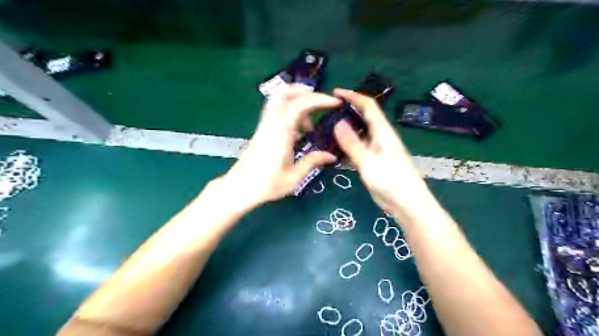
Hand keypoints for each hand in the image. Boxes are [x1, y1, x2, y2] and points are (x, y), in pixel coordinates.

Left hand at [219, 86, 340, 207]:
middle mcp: (271, 124)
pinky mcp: (262, 131)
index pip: (299, 105)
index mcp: (280, 133)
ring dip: (297, 103)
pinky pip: (277, 113)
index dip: (319, 99)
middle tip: (321, 104)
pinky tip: (298, 134)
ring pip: (279, 101)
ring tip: (310, 124)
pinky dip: (290, 114)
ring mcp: (265, 126)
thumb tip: (331, 156)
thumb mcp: (294, 177)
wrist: (239, 188)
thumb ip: (312, 162)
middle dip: (306, 93)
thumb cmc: (267, 185)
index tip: (335, 103)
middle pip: (284, 93)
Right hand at [332, 88, 435, 215]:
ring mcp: (375, 150)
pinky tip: (332, 153)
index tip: (335, 92)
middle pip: (361, 119)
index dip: (352, 96)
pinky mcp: (372, 162)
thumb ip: (352, 143)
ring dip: (343, 133)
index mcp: (382, 131)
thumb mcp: (369, 162)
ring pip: (357, 136)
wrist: (407, 204)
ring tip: (323, 133)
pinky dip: (345, 150)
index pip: (368, 106)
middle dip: (345, 113)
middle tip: (324, 115)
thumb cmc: (392, 181)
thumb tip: (337, 122)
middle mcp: (379, 137)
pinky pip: (356, 151)